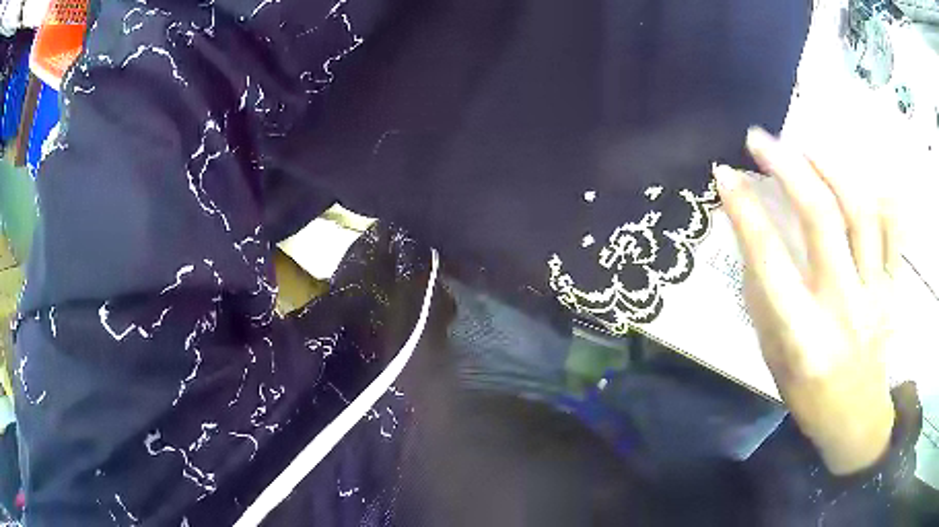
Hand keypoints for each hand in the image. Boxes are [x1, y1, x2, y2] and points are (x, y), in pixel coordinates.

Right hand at [713, 127, 896, 475]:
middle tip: (761, 138)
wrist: (857, 421)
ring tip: (807, 147)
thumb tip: (751, 236)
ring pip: (861, 212)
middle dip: (788, 167)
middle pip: (822, 218)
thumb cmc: (809, 397)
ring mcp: (875, 293)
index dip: (745, 210)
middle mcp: (843, 306)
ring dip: (831, 168)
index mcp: (804, 335)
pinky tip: (860, 176)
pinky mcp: (893, 288)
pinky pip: (894, 230)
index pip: (770, 260)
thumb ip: (765, 297)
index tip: (724, 174)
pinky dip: (880, 195)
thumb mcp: (773, 358)